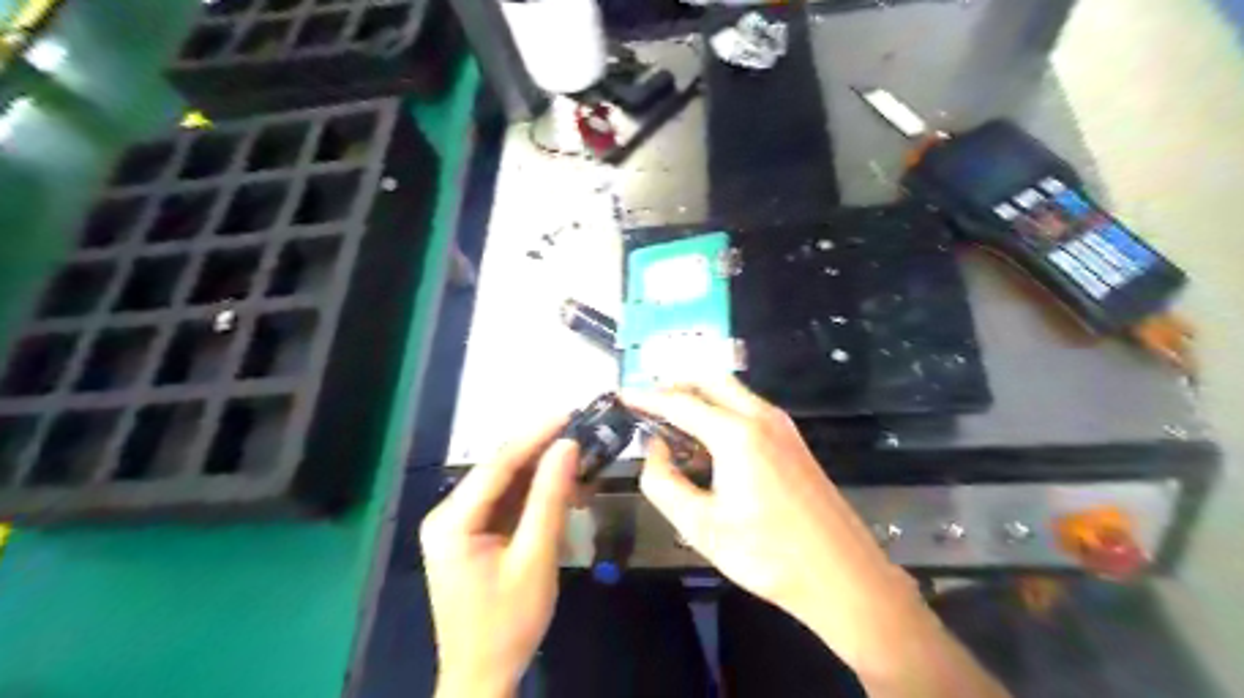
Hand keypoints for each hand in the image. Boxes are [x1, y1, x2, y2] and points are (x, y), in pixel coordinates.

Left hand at [415, 416, 575, 693]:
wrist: (483, 676)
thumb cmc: (508, 623)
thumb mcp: (535, 557)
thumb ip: (550, 498)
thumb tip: (567, 446)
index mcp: (452, 520)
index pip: (498, 463)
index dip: (535, 434)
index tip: (569, 413)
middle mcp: (448, 514)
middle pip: (500, 470)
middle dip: (541, 452)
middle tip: (581, 433)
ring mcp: (457, 525)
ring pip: (505, 485)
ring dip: (541, 473)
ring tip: (578, 458)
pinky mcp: (471, 536)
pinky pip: (505, 504)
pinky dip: (534, 496)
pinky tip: (561, 488)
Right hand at [628, 382, 1004, 697]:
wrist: (842, 575)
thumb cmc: (767, 554)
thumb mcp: (700, 526)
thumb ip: (664, 482)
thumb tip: (655, 449)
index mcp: (736, 433)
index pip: (679, 402)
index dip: (647, 397)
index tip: (623, 394)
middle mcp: (761, 417)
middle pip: (710, 380)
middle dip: (676, 384)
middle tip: (648, 403)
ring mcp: (782, 426)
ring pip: (732, 392)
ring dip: (699, 398)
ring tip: (671, 426)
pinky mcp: (792, 441)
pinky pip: (748, 410)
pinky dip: (720, 413)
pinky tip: (707, 446)